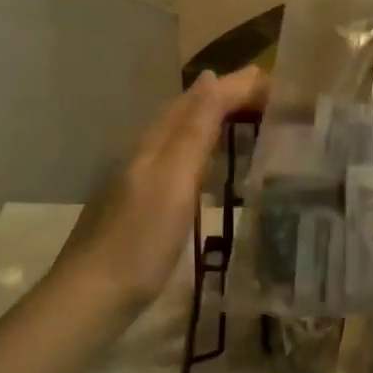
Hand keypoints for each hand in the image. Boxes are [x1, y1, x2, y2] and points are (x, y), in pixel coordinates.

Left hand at [53, 67, 267, 310]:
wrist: (93, 297)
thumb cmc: (140, 239)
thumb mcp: (173, 178)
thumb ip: (194, 129)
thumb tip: (211, 76)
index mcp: (157, 140)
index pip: (203, 97)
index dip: (238, 86)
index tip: (279, 86)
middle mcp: (149, 150)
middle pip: (192, 111)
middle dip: (231, 98)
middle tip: (274, 101)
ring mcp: (144, 177)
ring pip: (186, 135)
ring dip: (219, 122)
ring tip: (254, 124)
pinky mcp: (145, 203)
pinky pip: (183, 160)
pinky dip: (207, 151)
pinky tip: (216, 167)